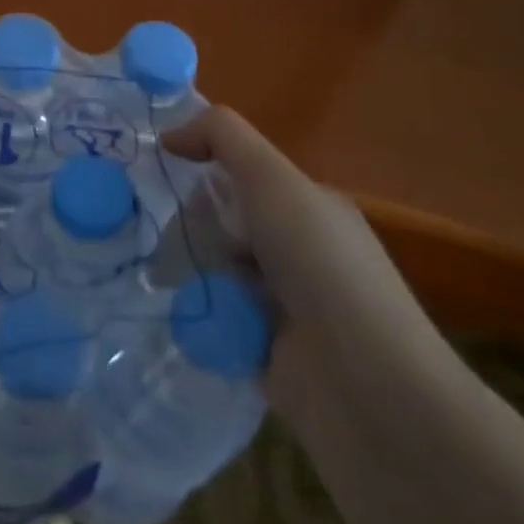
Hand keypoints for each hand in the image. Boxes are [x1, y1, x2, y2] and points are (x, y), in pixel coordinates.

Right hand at [163, 106, 452, 437]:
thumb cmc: (322, 267)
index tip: (159, 170)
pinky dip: (196, 315)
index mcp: (309, 208)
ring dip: (189, 270)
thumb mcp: (273, 180)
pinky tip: (173, 310)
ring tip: (157, 271)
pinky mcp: (265, 353)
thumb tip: (170, 134)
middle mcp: (299, 252)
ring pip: (214, 270)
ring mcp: (284, 306)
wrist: (366, 388)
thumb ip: (223, 138)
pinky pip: (214, 319)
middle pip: (223, 222)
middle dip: (190, 223)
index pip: (243, 175)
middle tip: (158, 228)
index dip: (202, 166)